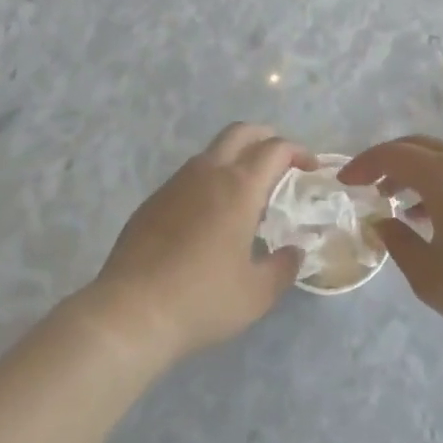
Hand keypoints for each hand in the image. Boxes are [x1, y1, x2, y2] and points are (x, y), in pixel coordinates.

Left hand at [89, 123, 313, 365]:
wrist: (132, 311)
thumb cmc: (202, 300)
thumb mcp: (256, 294)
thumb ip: (283, 268)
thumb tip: (295, 252)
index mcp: (240, 186)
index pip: (275, 149)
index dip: (297, 152)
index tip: (309, 167)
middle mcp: (209, 171)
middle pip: (242, 132)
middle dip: (266, 137)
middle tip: (281, 161)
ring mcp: (178, 181)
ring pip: (213, 150)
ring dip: (236, 156)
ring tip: (247, 190)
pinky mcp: (155, 199)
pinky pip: (190, 174)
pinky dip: (210, 178)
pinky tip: (210, 214)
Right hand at [339, 135, 442, 351]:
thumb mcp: (427, 274)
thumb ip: (397, 242)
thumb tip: (382, 221)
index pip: (393, 154)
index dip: (365, 164)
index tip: (345, 182)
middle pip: (417, 146)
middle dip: (388, 161)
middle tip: (367, 185)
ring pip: (441, 156)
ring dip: (414, 171)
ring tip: (396, 202)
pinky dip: (439, 180)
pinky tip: (432, 214)